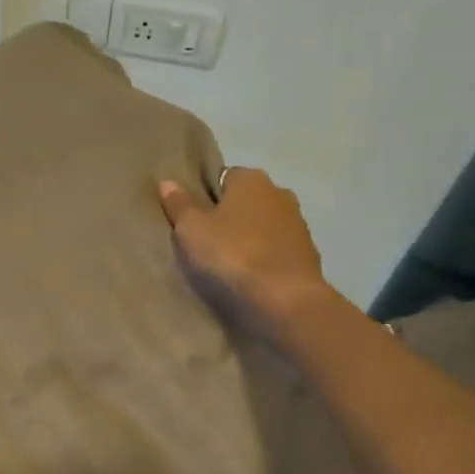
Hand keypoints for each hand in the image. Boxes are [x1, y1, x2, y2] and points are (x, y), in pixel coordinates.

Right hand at [158, 169, 336, 331]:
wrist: (285, 296)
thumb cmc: (233, 253)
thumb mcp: (192, 229)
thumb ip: (179, 204)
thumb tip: (167, 182)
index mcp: (250, 179)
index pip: (222, 177)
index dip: (205, 197)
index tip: (192, 220)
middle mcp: (278, 191)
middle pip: (244, 200)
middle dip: (228, 216)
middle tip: (205, 241)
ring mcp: (297, 221)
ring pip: (262, 224)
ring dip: (247, 236)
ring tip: (226, 261)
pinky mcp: (307, 251)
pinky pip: (275, 247)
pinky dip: (263, 256)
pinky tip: (250, 274)